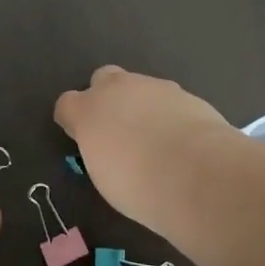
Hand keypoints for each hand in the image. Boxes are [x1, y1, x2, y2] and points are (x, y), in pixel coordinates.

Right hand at [53, 66, 236, 226]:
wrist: (197, 174)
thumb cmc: (139, 186)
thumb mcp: (105, 177)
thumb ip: (100, 151)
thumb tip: (109, 148)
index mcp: (88, 111)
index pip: (66, 104)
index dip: (73, 120)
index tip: (83, 139)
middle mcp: (117, 89)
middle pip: (102, 79)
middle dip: (107, 97)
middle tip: (119, 130)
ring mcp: (153, 86)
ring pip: (139, 87)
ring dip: (141, 105)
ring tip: (156, 139)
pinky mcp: (184, 92)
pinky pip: (168, 99)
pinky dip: (169, 113)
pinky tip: (181, 139)